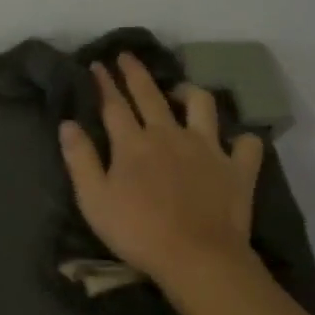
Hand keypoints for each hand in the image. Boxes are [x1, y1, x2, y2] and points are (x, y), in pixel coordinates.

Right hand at [58, 53, 266, 287]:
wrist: (196, 257)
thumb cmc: (137, 231)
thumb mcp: (94, 200)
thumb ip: (80, 159)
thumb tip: (68, 123)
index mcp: (133, 143)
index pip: (114, 104)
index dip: (104, 82)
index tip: (96, 64)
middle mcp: (170, 134)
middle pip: (151, 95)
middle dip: (136, 72)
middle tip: (127, 56)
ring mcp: (208, 148)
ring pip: (201, 104)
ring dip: (189, 92)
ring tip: (181, 92)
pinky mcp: (237, 168)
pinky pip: (246, 144)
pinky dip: (241, 139)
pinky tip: (235, 142)